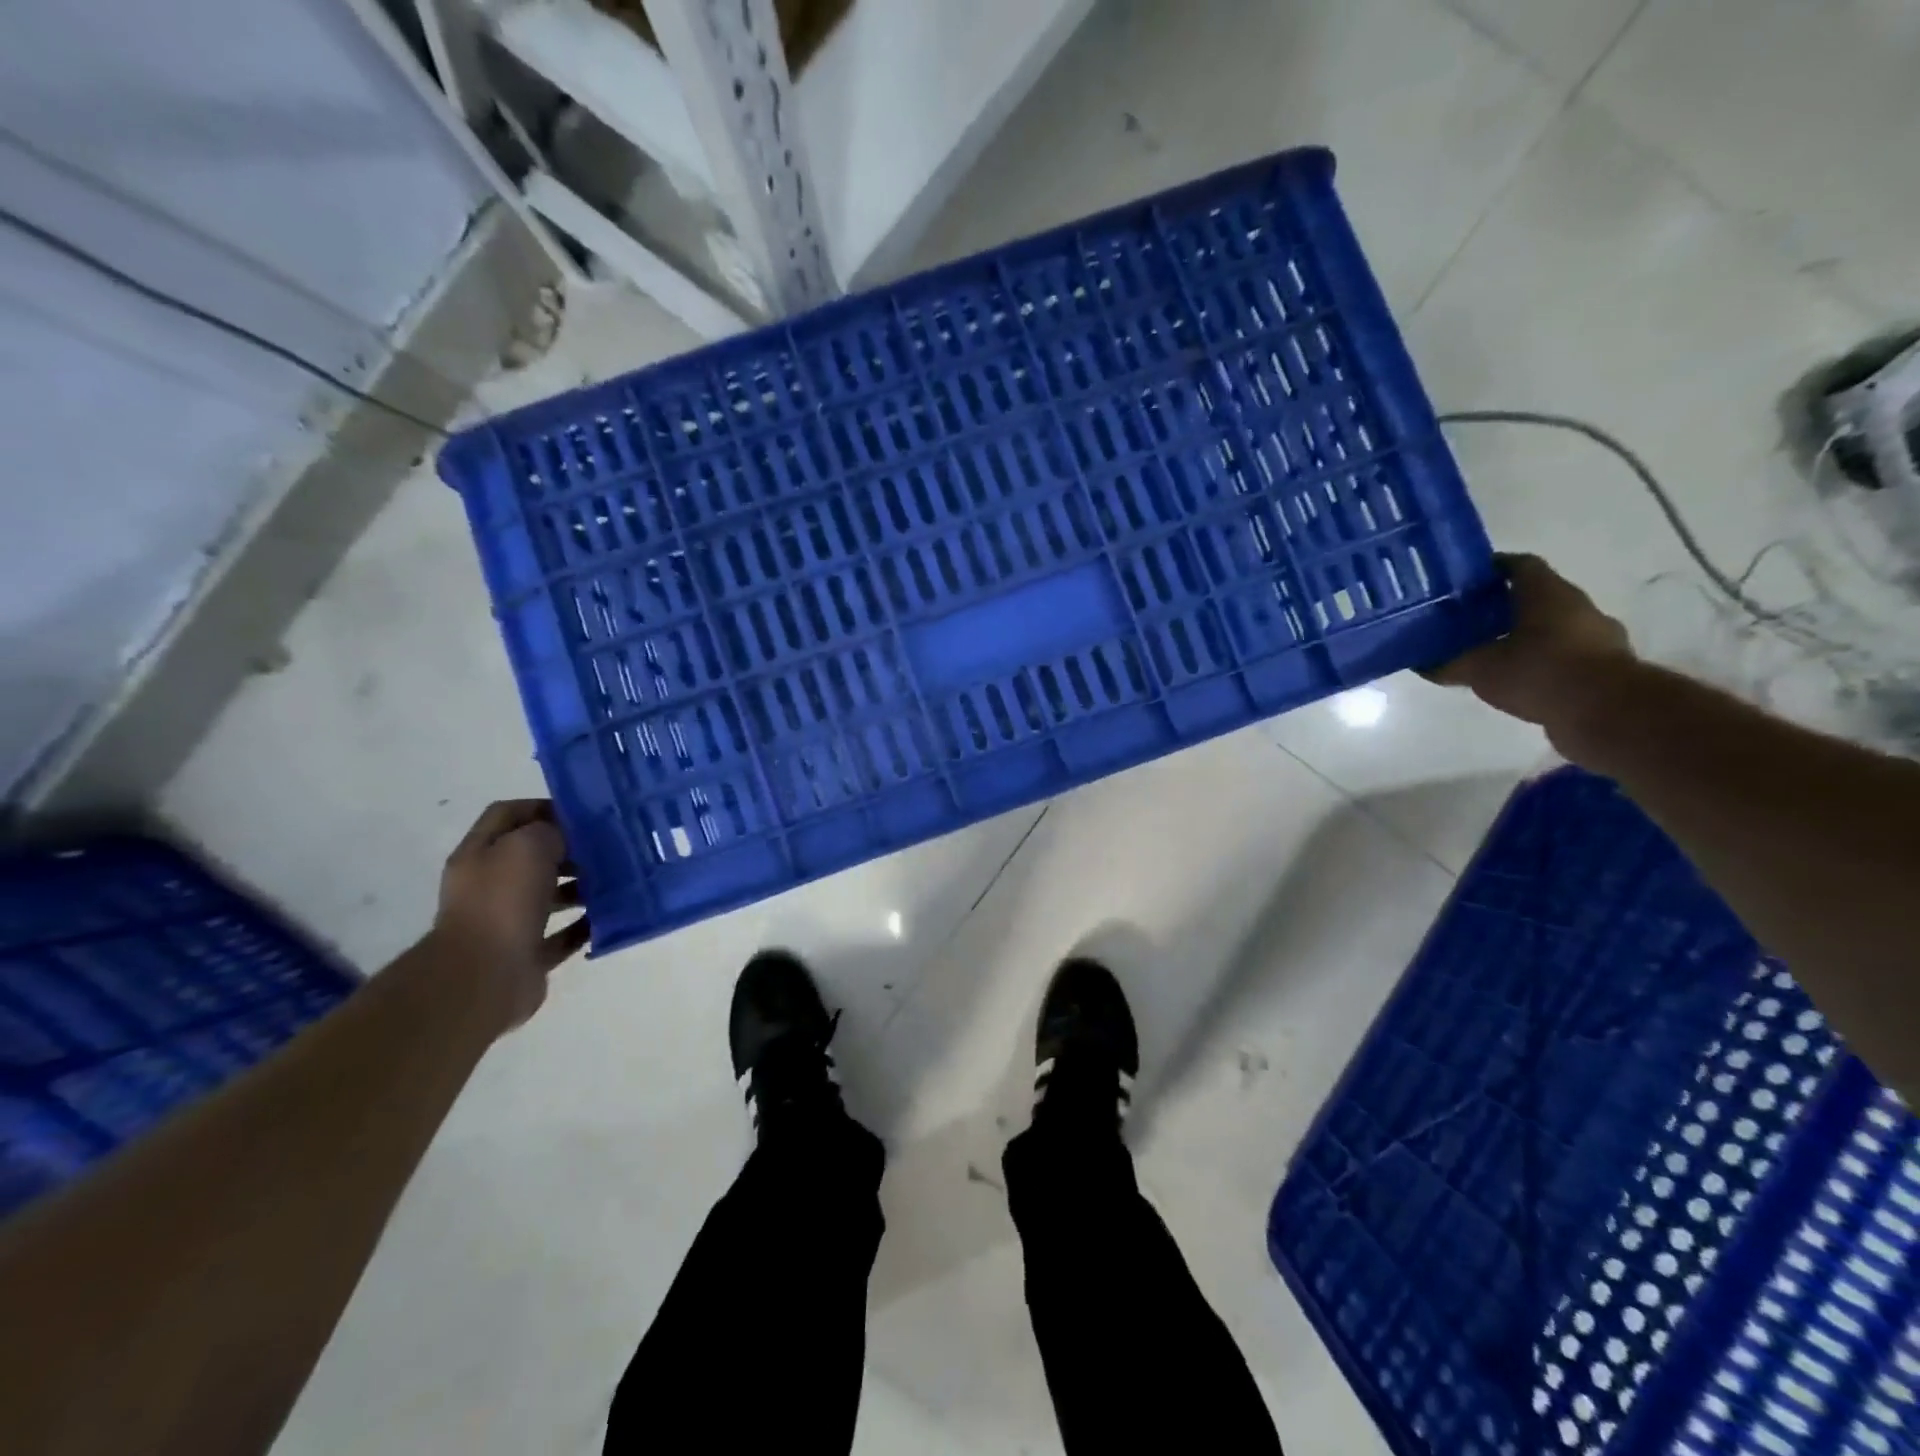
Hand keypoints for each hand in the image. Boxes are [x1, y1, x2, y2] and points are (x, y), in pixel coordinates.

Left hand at [432, 800, 589, 1025]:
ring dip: (579, 888)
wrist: (484, 976)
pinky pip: (561, 935)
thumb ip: (551, 831)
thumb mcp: (529, 846)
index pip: (509, 814)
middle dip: (568, 850)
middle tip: (606, 848)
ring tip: (612, 882)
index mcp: (479, 854)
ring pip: (548, 896)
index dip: (543, 807)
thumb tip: (567, 838)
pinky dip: (583, 926)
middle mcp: (489, 886)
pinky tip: (606, 917)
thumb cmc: (503, 901)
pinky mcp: (526, 955)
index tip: (583, 814)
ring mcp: (506, 922)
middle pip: (531, 857)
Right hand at [1427, 554, 1633, 731]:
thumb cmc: (1539, 672)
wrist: (1606, 712)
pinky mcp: (1604, 666)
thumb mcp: (1480, 669)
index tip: (1466, 580)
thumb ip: (1450, 664)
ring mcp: (1596, 636)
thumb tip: (1422, 664)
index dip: (1492, 568)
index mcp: (1548, 593)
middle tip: (1470, 619)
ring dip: (1525, 636)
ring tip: (1491, 653)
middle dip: (1504, 606)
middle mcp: (1577, 606)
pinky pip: (1564, 655)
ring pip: (1552, 627)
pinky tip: (1518, 679)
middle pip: (1536, 596)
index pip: (1519, 566)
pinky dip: (1542, 662)